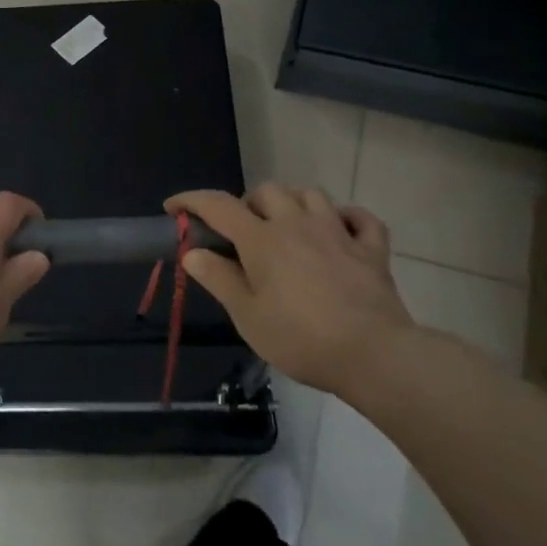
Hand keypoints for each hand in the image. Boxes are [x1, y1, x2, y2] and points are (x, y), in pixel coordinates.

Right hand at [165, 185, 415, 398]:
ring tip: (286, 226)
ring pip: (311, 194)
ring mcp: (338, 232)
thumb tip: (193, 253)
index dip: (191, 201)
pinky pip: (361, 218)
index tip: (173, 207)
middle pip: (267, 191)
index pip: (218, 205)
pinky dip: (347, 218)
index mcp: (262, 239)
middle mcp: (297, 223)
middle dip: (248, 204)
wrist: (373, 354)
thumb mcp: (247, 315)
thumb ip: (219, 279)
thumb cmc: (300, 338)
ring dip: (292, 202)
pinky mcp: (371, 249)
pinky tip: (340, 230)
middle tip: (242, 234)